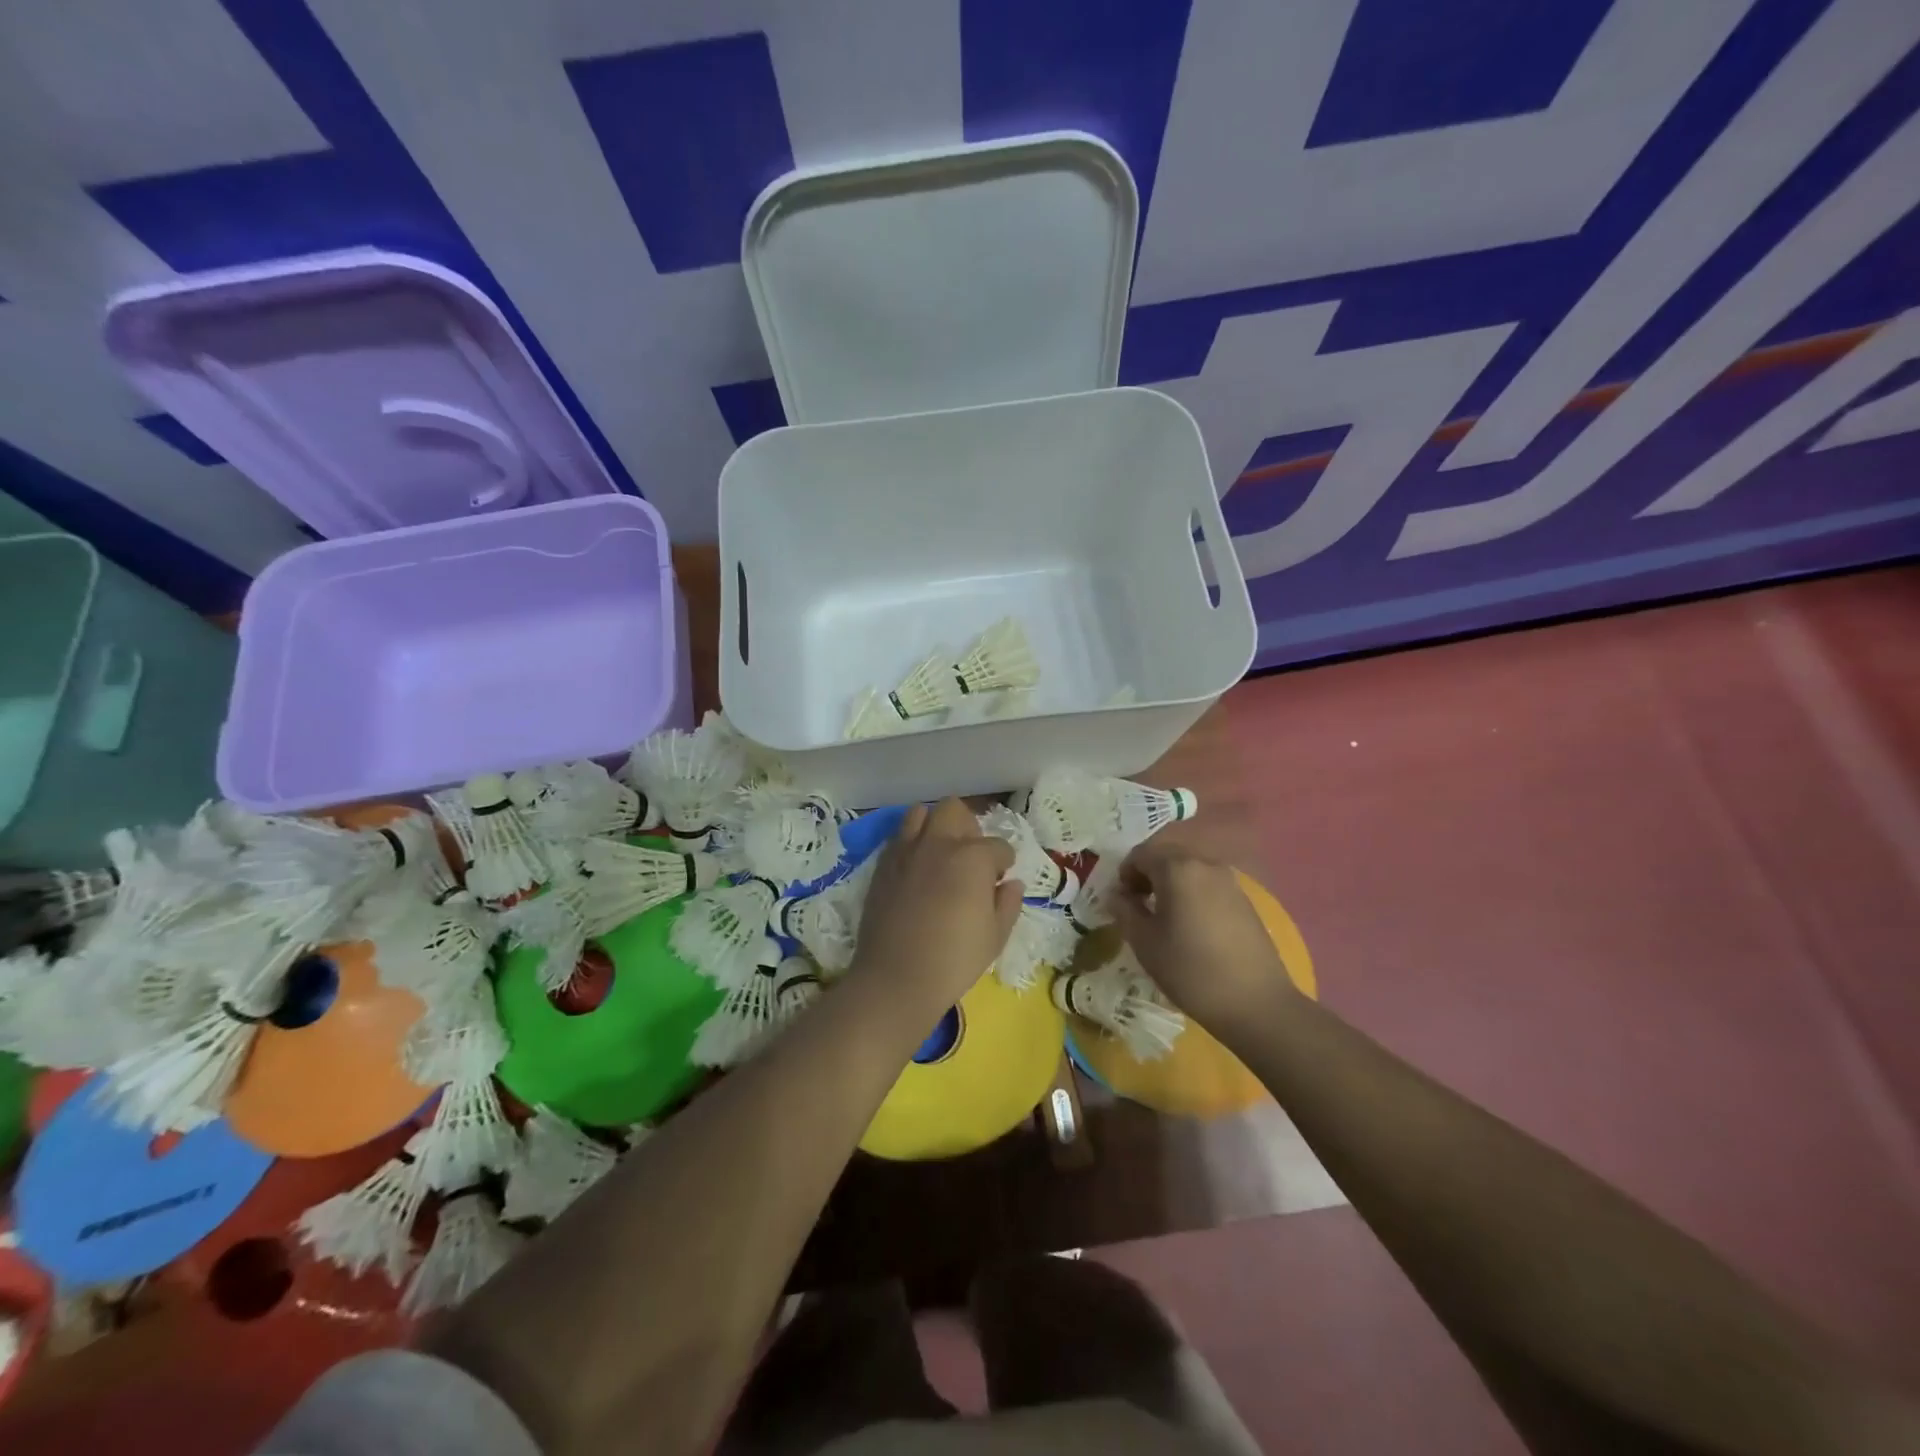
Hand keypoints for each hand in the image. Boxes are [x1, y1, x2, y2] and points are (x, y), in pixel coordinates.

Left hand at [849, 799, 1021, 1012]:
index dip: (1004, 863)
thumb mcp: (995, 936)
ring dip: (935, 826)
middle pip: (955, 810)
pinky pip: (899, 837)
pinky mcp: (882, 865)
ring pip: (920, 813)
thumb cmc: (954, 960)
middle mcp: (938, 843)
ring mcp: (906, 850)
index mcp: (973, 857)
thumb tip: (1011, 884)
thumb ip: (1008, 903)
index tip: (1000, 880)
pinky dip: (911, 843)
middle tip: (971, 857)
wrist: (895, 978)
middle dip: (968, 827)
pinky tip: (917, 869)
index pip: (999, 846)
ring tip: (940, 854)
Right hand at [1111, 840, 1296, 1032]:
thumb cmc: (1190, 970)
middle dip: (1147, 875)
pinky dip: (1192, 894)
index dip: (1124, 874)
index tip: (1121, 902)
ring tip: (1164, 918)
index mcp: (1177, 868)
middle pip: (1167, 856)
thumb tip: (1116, 895)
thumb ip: (1124, 910)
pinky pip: (1208, 885)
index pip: (1140, 854)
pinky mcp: (1244, 900)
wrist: (1256, 1003)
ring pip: (1189, 870)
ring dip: (1170, 884)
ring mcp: (1229, 881)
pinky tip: (1191, 926)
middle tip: (1138, 906)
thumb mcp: (1145, 942)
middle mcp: (1205, 864)